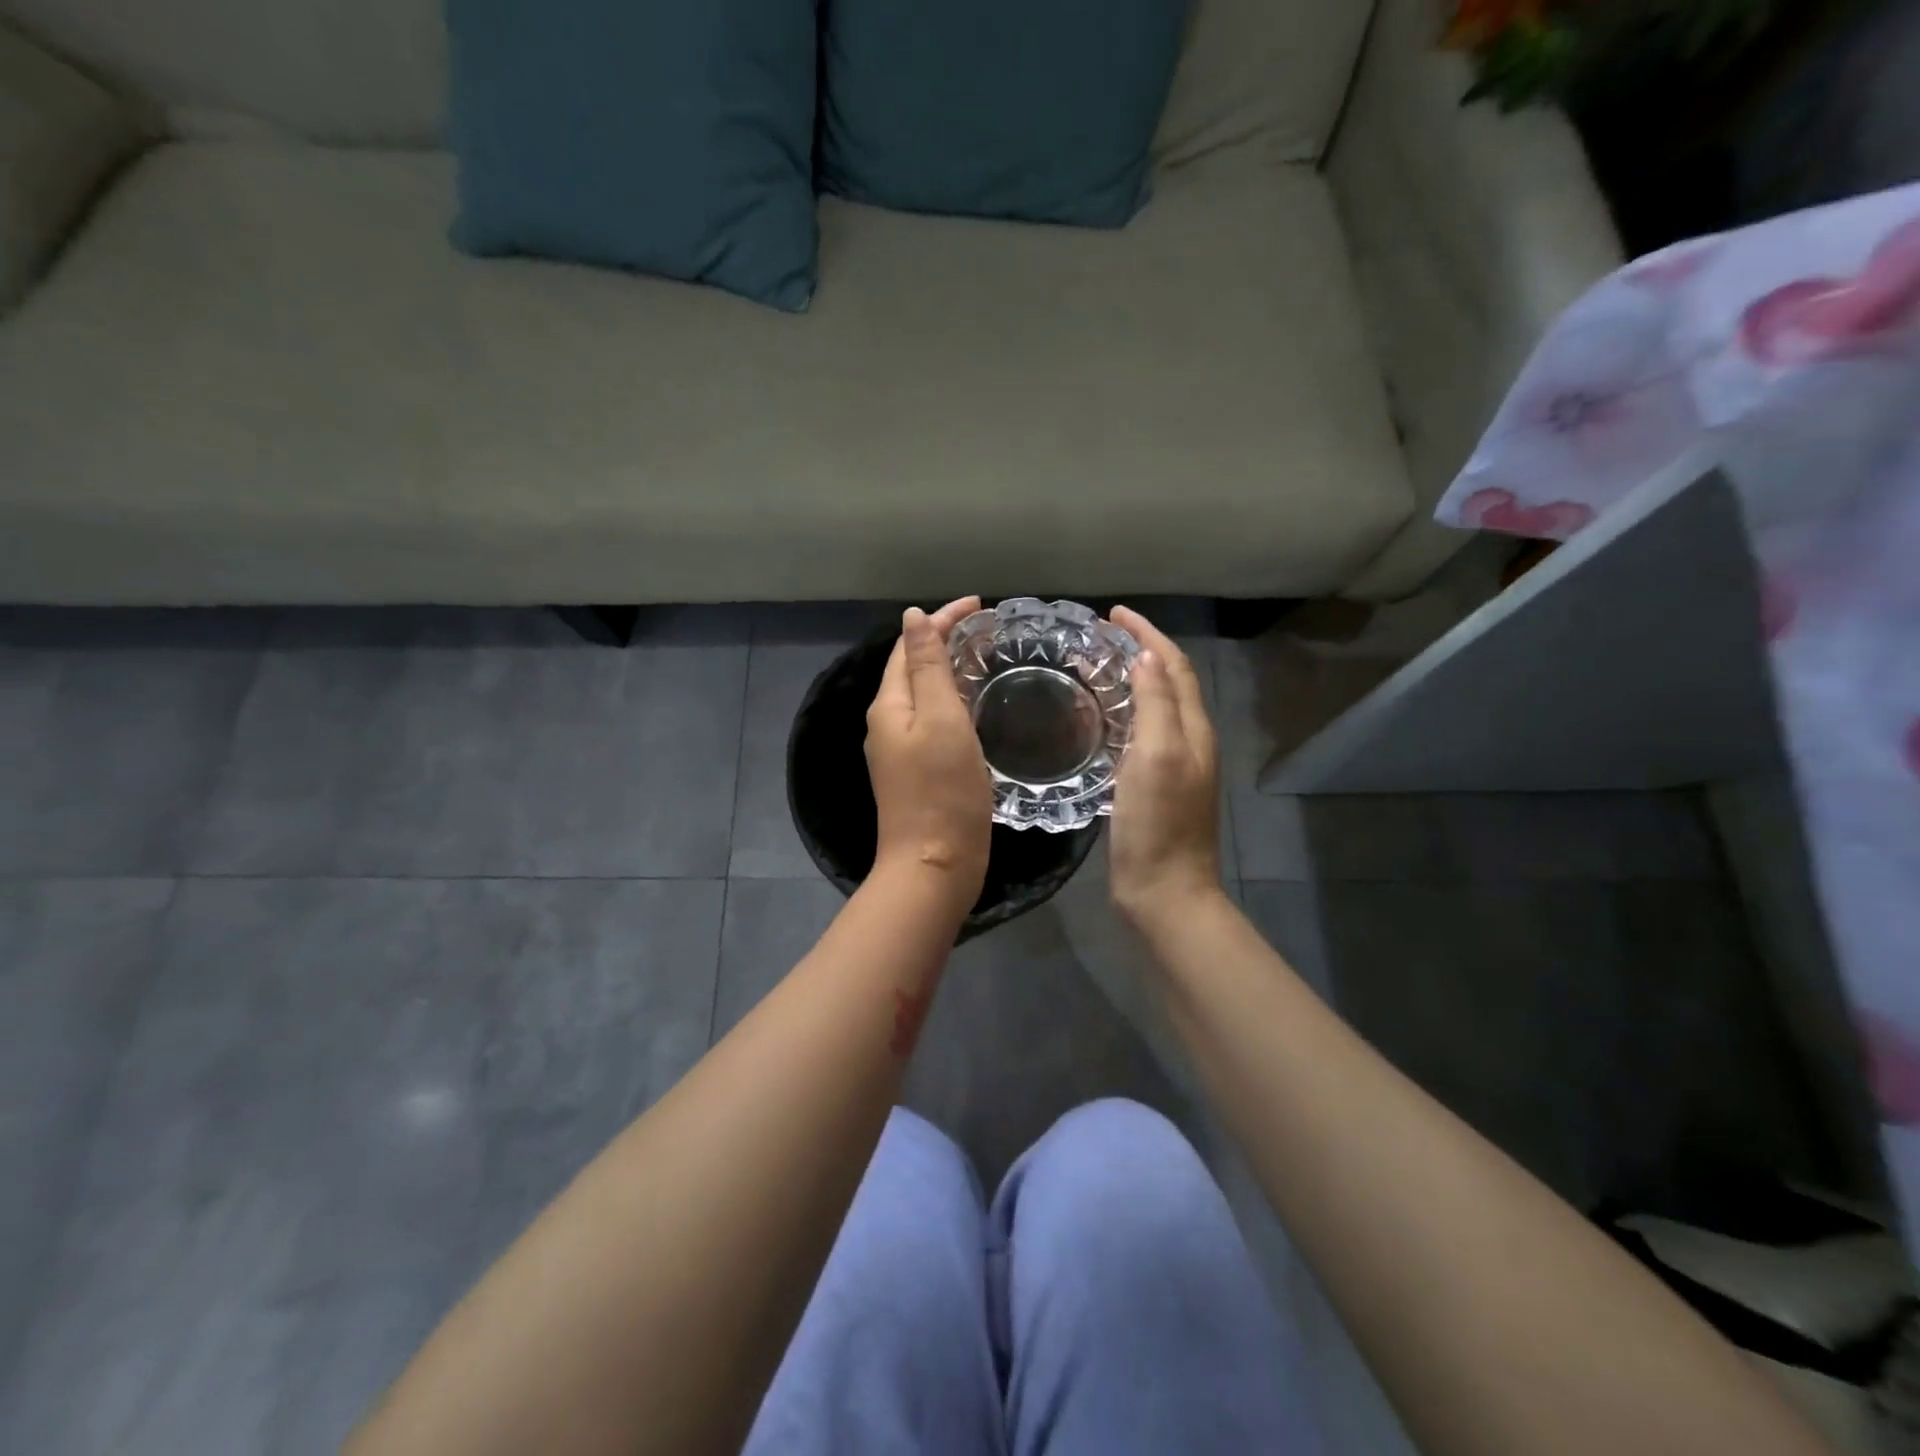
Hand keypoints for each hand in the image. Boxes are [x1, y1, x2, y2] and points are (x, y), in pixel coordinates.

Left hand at [865, 598, 992, 918]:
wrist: (934, 865)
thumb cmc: (942, 790)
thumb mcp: (940, 719)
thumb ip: (928, 667)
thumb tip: (911, 617)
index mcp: (889, 706)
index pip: (909, 646)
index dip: (941, 620)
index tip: (980, 605)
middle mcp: (888, 724)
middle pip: (913, 669)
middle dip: (944, 642)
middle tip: (988, 630)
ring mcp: (900, 751)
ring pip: (924, 696)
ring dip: (950, 672)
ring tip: (985, 659)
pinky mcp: (917, 773)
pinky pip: (933, 722)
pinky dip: (954, 703)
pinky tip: (976, 707)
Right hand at [1108, 606, 1223, 929]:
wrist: (1164, 890)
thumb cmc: (1158, 823)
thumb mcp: (1157, 756)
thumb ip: (1157, 704)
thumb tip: (1147, 656)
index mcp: (1193, 728)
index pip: (1174, 665)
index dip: (1148, 634)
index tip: (1113, 614)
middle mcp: (1188, 740)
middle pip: (1168, 681)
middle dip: (1139, 651)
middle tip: (1098, 637)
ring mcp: (1172, 765)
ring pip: (1154, 707)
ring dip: (1130, 680)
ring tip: (1094, 667)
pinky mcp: (1153, 785)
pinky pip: (1140, 734)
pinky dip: (1122, 713)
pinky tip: (1097, 719)